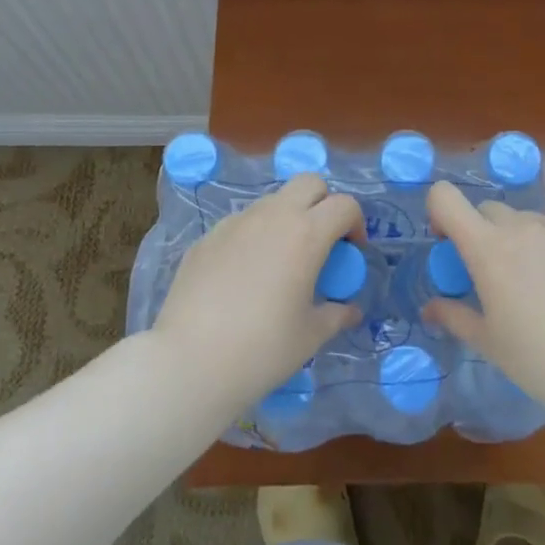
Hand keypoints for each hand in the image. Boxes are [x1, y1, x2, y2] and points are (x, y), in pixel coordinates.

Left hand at [150, 174, 363, 410]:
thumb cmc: (262, 349)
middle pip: (309, 183)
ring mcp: (235, 223)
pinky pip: (241, 224)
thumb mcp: (310, 336)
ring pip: (273, 201)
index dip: (355, 223)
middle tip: (322, 242)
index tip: (351, 252)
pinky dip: (255, 236)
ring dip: (288, 218)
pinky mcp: (207, 237)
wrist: (190, 361)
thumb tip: (351, 311)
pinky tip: (245, 276)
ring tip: (282, 262)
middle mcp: (272, 216)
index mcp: (306, 234)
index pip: (344, 205)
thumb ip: (336, 315)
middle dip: (323, 203)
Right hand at [422, 180, 544, 416]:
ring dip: (516, 240)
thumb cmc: (541, 360)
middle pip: (488, 209)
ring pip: (527, 221)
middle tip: (487, 274)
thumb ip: (455, 317)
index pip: (446, 197)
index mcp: (488, 248)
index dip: (439, 212)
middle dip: (479, 232)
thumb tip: (430, 309)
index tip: (446, 244)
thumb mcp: (489, 343)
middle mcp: (523, 228)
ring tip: (531, 285)